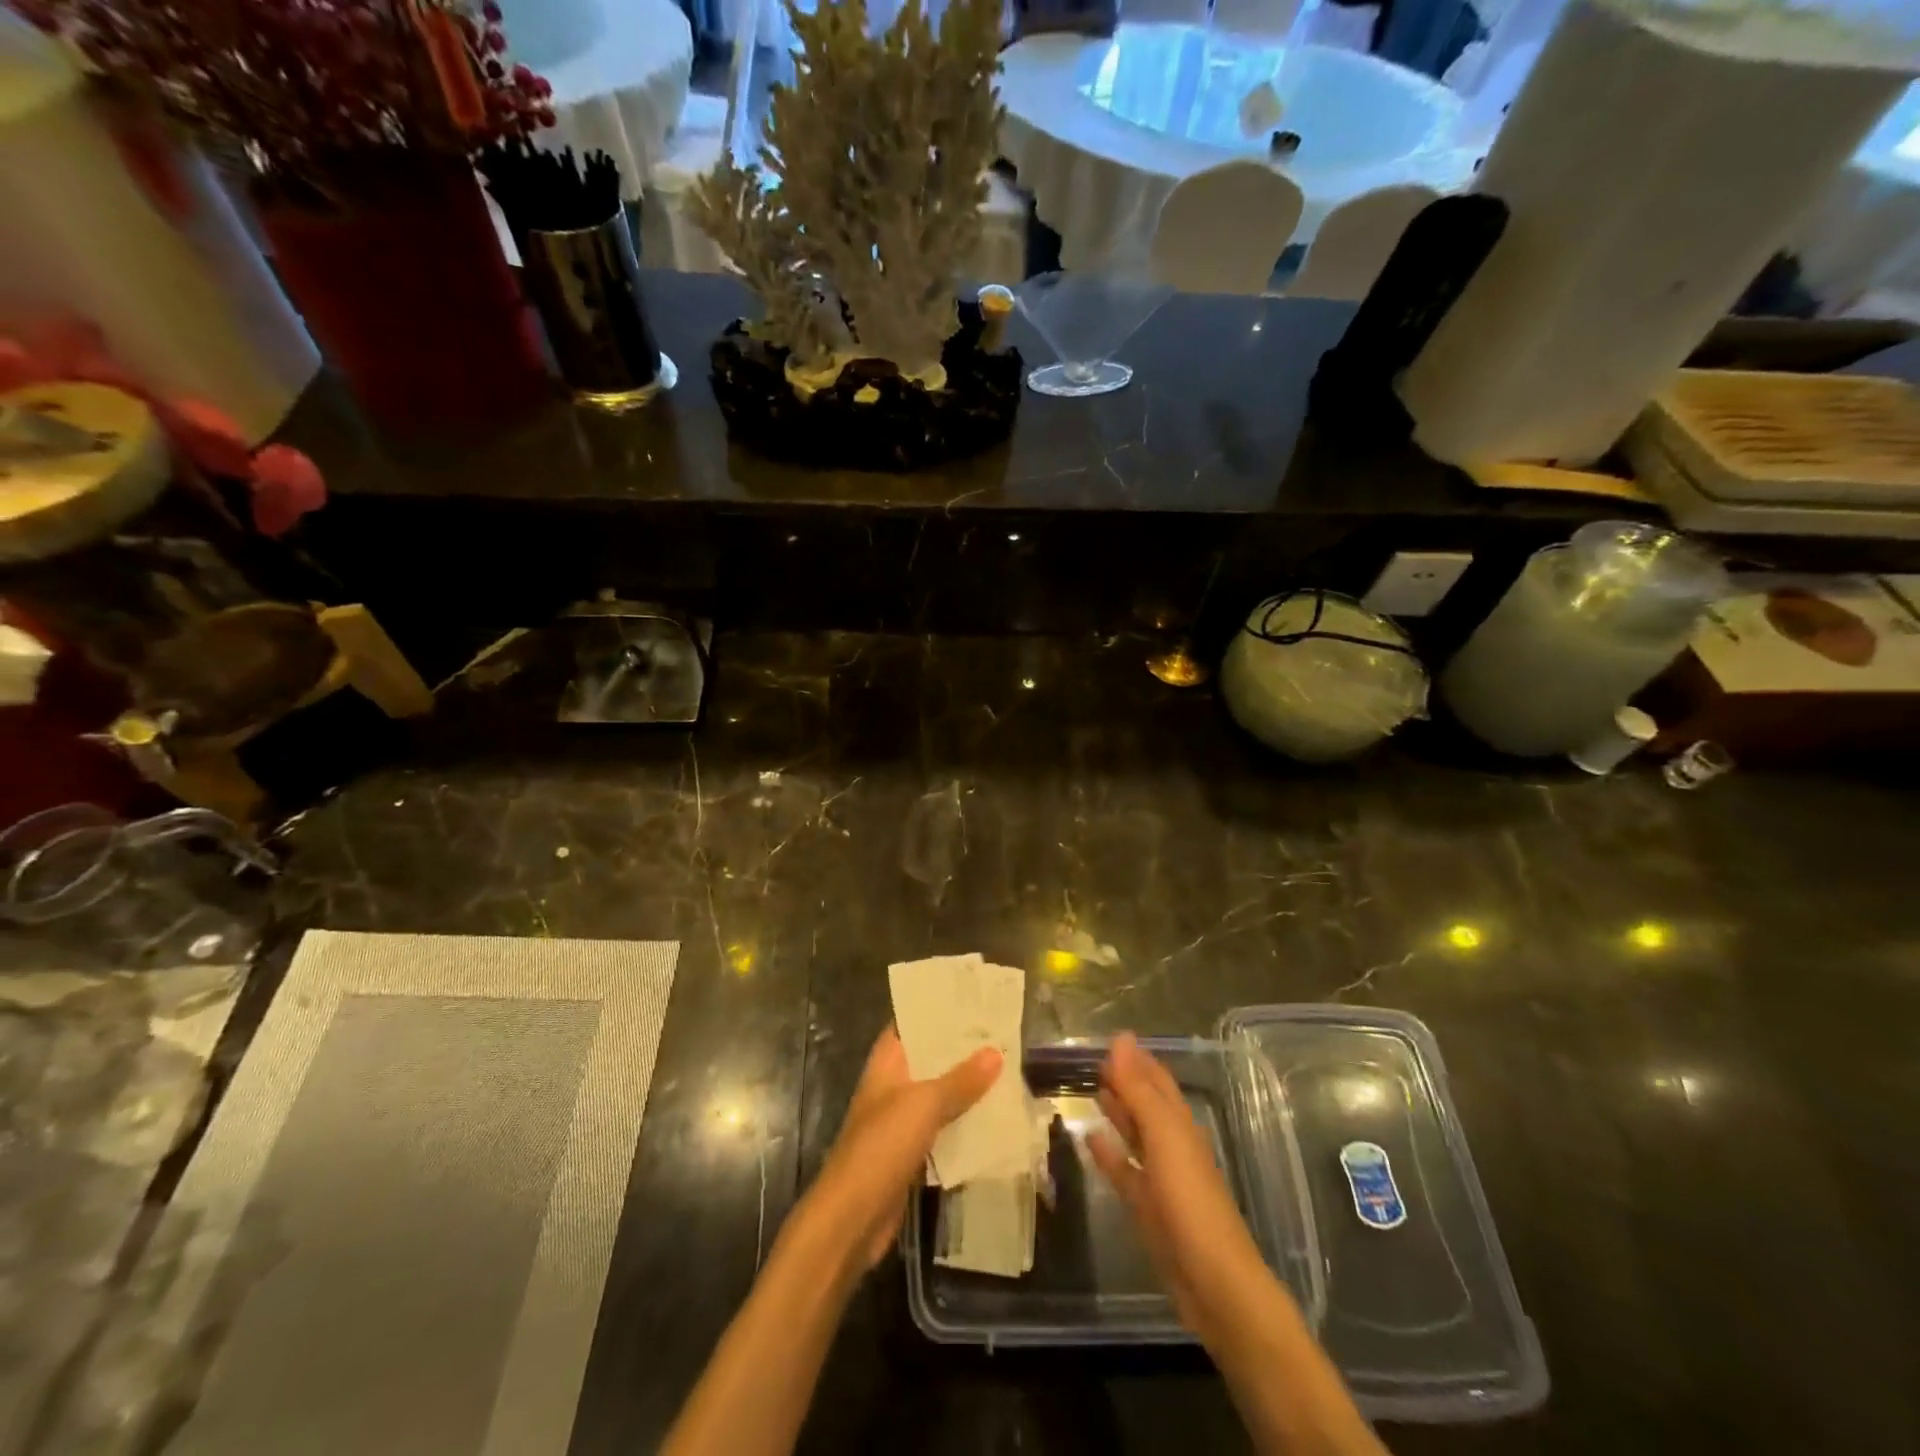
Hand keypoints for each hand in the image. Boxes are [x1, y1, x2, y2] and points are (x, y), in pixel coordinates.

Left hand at [798, 1027, 1000, 1274]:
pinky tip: (996, 1118)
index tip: (974, 999)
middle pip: (930, 1059)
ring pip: (939, 1094)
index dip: (938, 1010)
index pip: (911, 1023)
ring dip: (967, 1087)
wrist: (851, 1219)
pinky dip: (965, 1123)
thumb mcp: (924, 1105)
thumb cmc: (881, 1147)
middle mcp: (893, 1086)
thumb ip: (960, 1079)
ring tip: (1008, 1069)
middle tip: (1003, 1033)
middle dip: (962, 1049)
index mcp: (888, 1063)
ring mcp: (900, 1121)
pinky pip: (943, 1128)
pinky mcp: (911, 1153)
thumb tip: (995, 1051)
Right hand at [1086, 1033, 1277, 1346]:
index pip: (1157, 1081)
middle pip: (1147, 1105)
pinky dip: (1109, 1153)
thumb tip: (1120, 1038)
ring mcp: (1160, 1179)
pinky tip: (1089, 1139)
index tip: (1111, 1038)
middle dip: (1126, 1081)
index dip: (1137, 1059)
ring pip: (1135, 1136)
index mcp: (1180, 1125)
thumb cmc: (1191, 1201)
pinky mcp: (1148, 1209)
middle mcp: (1172, 1146)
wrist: (1213, 1284)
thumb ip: (1139, 1089)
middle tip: (1095, 1061)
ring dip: (1118, 1113)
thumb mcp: (1164, 1137)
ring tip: (1094, 1091)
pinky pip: (1124, 1171)